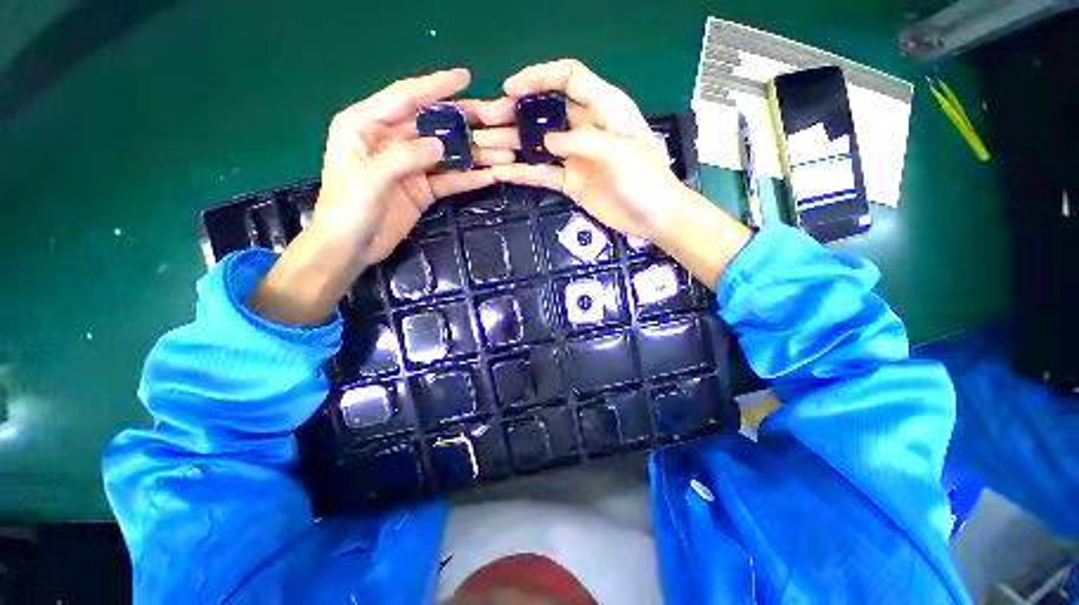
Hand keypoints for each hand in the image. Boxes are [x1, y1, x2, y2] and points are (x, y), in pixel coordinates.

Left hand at [248, 68, 513, 326]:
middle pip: (432, 125)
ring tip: (502, 150)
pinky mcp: (422, 190)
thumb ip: (403, 158)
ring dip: (473, 153)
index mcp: (365, 125)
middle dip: (464, 122)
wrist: (350, 248)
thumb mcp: (369, 179)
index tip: (465, 78)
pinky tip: (490, 175)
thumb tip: (440, 144)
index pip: (405, 97)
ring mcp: (409, 167)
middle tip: (495, 118)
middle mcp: (390, 140)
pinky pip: (449, 179)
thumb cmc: (347, 209)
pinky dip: (468, 178)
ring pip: (445, 153)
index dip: (435, 86)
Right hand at [476, 59, 751, 287]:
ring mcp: (575, 157)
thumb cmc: (645, 180)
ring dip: (512, 143)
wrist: (652, 217)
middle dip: (515, 112)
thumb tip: (549, 141)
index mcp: (604, 108)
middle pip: (546, 112)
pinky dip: (523, 172)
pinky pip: (543, 174)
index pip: (569, 78)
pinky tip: (501, 172)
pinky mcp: (570, 182)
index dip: (539, 77)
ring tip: (484, 145)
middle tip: (486, 119)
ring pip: (539, 144)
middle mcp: (585, 128)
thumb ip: (584, 141)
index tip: (511, 88)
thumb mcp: (619, 152)